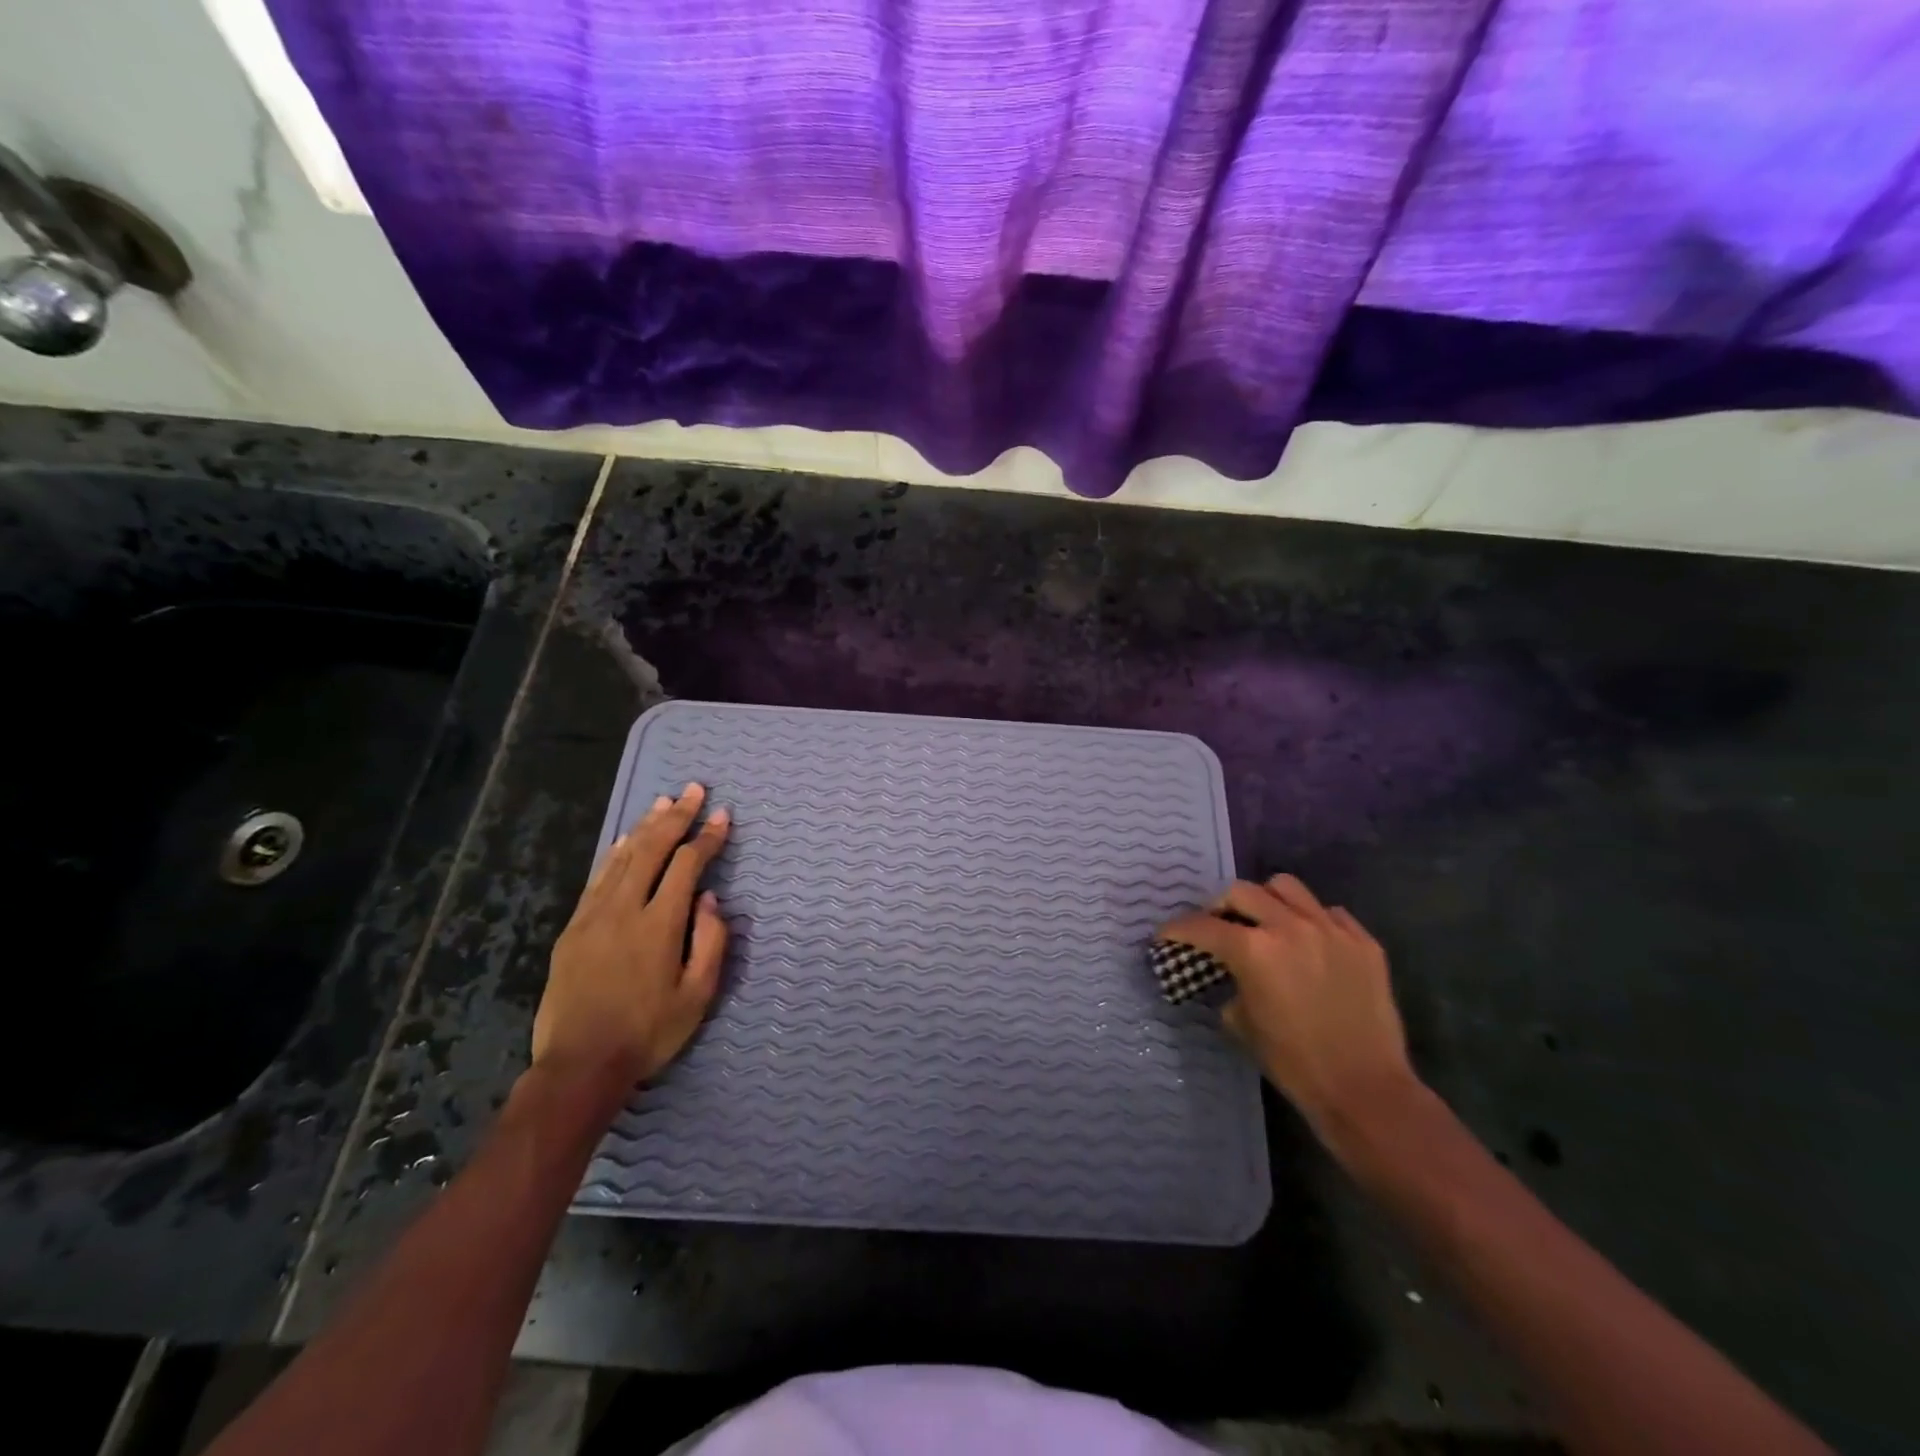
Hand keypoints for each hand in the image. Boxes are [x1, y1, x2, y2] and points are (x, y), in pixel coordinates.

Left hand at [532, 783, 729, 1088]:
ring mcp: (594, 916)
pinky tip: (624, 839)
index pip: (687, 866)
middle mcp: (625, 909)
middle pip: (652, 849)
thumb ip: (711, 942)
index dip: (707, 837)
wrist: (580, 1065)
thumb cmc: (649, 1032)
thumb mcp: (698, 996)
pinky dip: (614, 853)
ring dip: (645, 827)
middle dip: (676, 816)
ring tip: (663, 802)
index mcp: (660, 925)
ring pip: (623, 858)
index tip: (722, 815)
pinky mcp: (574, 928)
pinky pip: (597, 878)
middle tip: (693, 789)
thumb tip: (710, 900)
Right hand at [1157, 874, 1418, 1147]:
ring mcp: (1331, 930)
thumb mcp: (1242, 1025)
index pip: (1203, 927)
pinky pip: (1330, 912)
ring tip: (1265, 921)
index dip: (1177, 929)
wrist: (1366, 1090)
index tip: (1166, 934)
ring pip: (1286, 887)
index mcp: (1254, 951)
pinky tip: (1310, 942)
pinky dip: (1311, 919)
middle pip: (1241, 892)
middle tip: (1217, 925)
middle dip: (1219, 906)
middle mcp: (1290, 927)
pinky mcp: (1364, 942)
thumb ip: (1231, 987)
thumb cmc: (1295, 1063)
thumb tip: (1231, 977)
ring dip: (1266, 900)